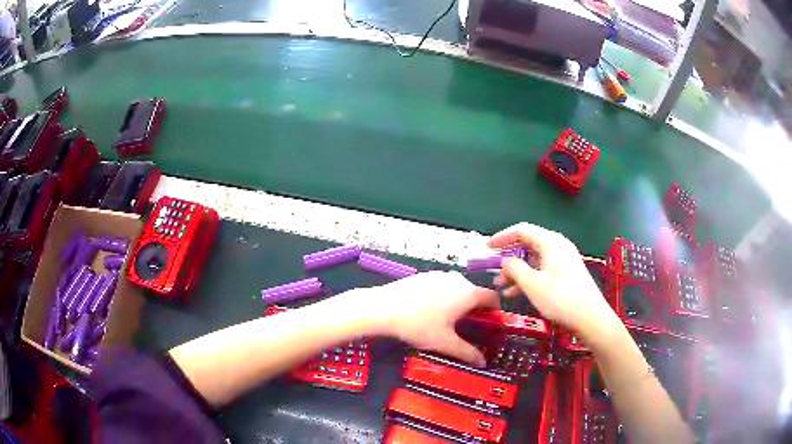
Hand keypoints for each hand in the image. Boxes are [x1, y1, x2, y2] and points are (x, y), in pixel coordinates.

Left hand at [364, 271, 498, 366]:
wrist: (383, 308)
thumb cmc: (419, 326)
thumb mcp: (445, 343)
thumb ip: (467, 352)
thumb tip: (483, 362)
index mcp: (468, 294)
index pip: (492, 297)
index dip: (494, 310)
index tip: (490, 323)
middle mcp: (457, 280)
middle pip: (474, 292)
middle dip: (475, 308)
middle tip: (467, 326)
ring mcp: (439, 275)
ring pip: (457, 288)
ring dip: (458, 301)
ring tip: (447, 320)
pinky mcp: (424, 275)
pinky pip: (441, 285)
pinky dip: (443, 296)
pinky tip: (428, 310)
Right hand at [488, 223, 619, 335]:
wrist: (590, 317)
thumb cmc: (561, 299)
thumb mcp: (533, 285)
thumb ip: (515, 269)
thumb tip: (505, 261)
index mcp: (551, 242)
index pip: (522, 230)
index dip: (503, 237)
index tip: (487, 247)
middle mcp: (558, 246)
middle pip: (528, 243)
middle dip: (509, 256)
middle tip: (493, 267)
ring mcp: (564, 259)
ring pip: (534, 259)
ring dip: (517, 270)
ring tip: (500, 285)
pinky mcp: (566, 272)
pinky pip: (543, 268)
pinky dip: (529, 277)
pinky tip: (515, 293)